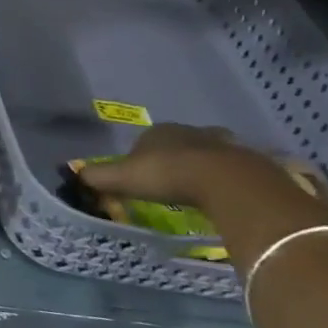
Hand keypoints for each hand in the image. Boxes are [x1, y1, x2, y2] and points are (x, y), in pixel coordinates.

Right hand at [78, 124, 327, 260]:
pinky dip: (229, 179)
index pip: (147, 139)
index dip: (142, 157)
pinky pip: (235, 169)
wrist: (227, 182)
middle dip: (176, 158)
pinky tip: (226, 195)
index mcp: (160, 132)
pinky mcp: (251, 162)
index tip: (142, 178)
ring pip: (210, 153)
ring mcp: (224, 145)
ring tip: (201, 189)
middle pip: (180, 143)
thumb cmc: (169, 175)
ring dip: (205, 166)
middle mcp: (191, 131)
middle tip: (173, 182)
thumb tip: (75, 175)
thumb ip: (100, 177)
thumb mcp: (125, 178)